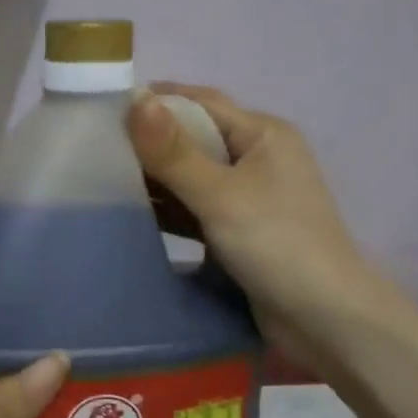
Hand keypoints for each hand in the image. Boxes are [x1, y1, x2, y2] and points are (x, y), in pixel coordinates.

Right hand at [127, 85, 397, 370]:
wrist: (324, 318)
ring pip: (194, 178)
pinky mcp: (241, 233)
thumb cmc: (277, 245)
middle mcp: (258, 159)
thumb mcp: (221, 195)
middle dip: (149, 143)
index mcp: (263, 135)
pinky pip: (197, 211)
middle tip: (93, 147)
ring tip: (100, 179)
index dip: (155, 101)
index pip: (201, 104)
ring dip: (156, 180)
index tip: (104, 107)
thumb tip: (135, 99)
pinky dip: (170, 211)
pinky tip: (132, 215)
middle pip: (195, 140)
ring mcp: (250, 199)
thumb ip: (174, 152)